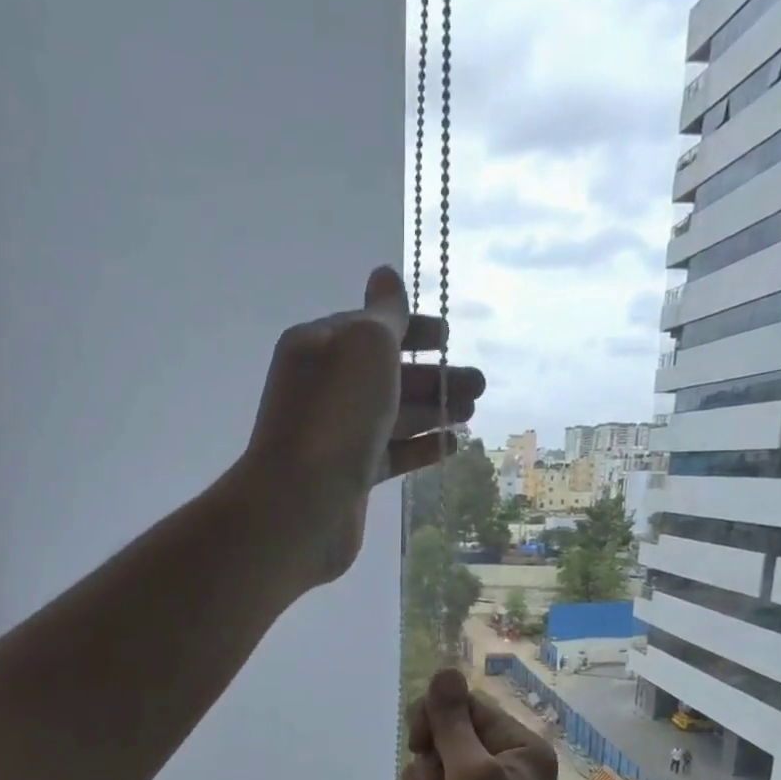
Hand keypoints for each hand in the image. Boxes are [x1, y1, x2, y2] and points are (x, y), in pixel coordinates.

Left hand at [233, 266, 485, 588]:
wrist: (301, 505)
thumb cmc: (336, 417)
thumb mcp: (365, 348)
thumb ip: (385, 315)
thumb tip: (385, 275)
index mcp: (319, 347)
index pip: (370, 328)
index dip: (412, 329)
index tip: (449, 336)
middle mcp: (324, 389)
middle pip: (387, 375)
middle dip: (433, 376)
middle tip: (479, 384)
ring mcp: (337, 435)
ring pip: (393, 415)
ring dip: (433, 410)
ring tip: (472, 412)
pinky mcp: (350, 477)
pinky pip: (391, 454)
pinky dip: (421, 448)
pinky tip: (452, 446)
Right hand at [402, 669, 563, 779]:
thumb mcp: (472, 774)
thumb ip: (451, 722)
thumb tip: (444, 670)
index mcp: (517, 747)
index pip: (467, 708)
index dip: (437, 720)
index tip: (420, 740)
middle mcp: (498, 766)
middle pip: (440, 738)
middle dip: (430, 768)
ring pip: (424, 773)